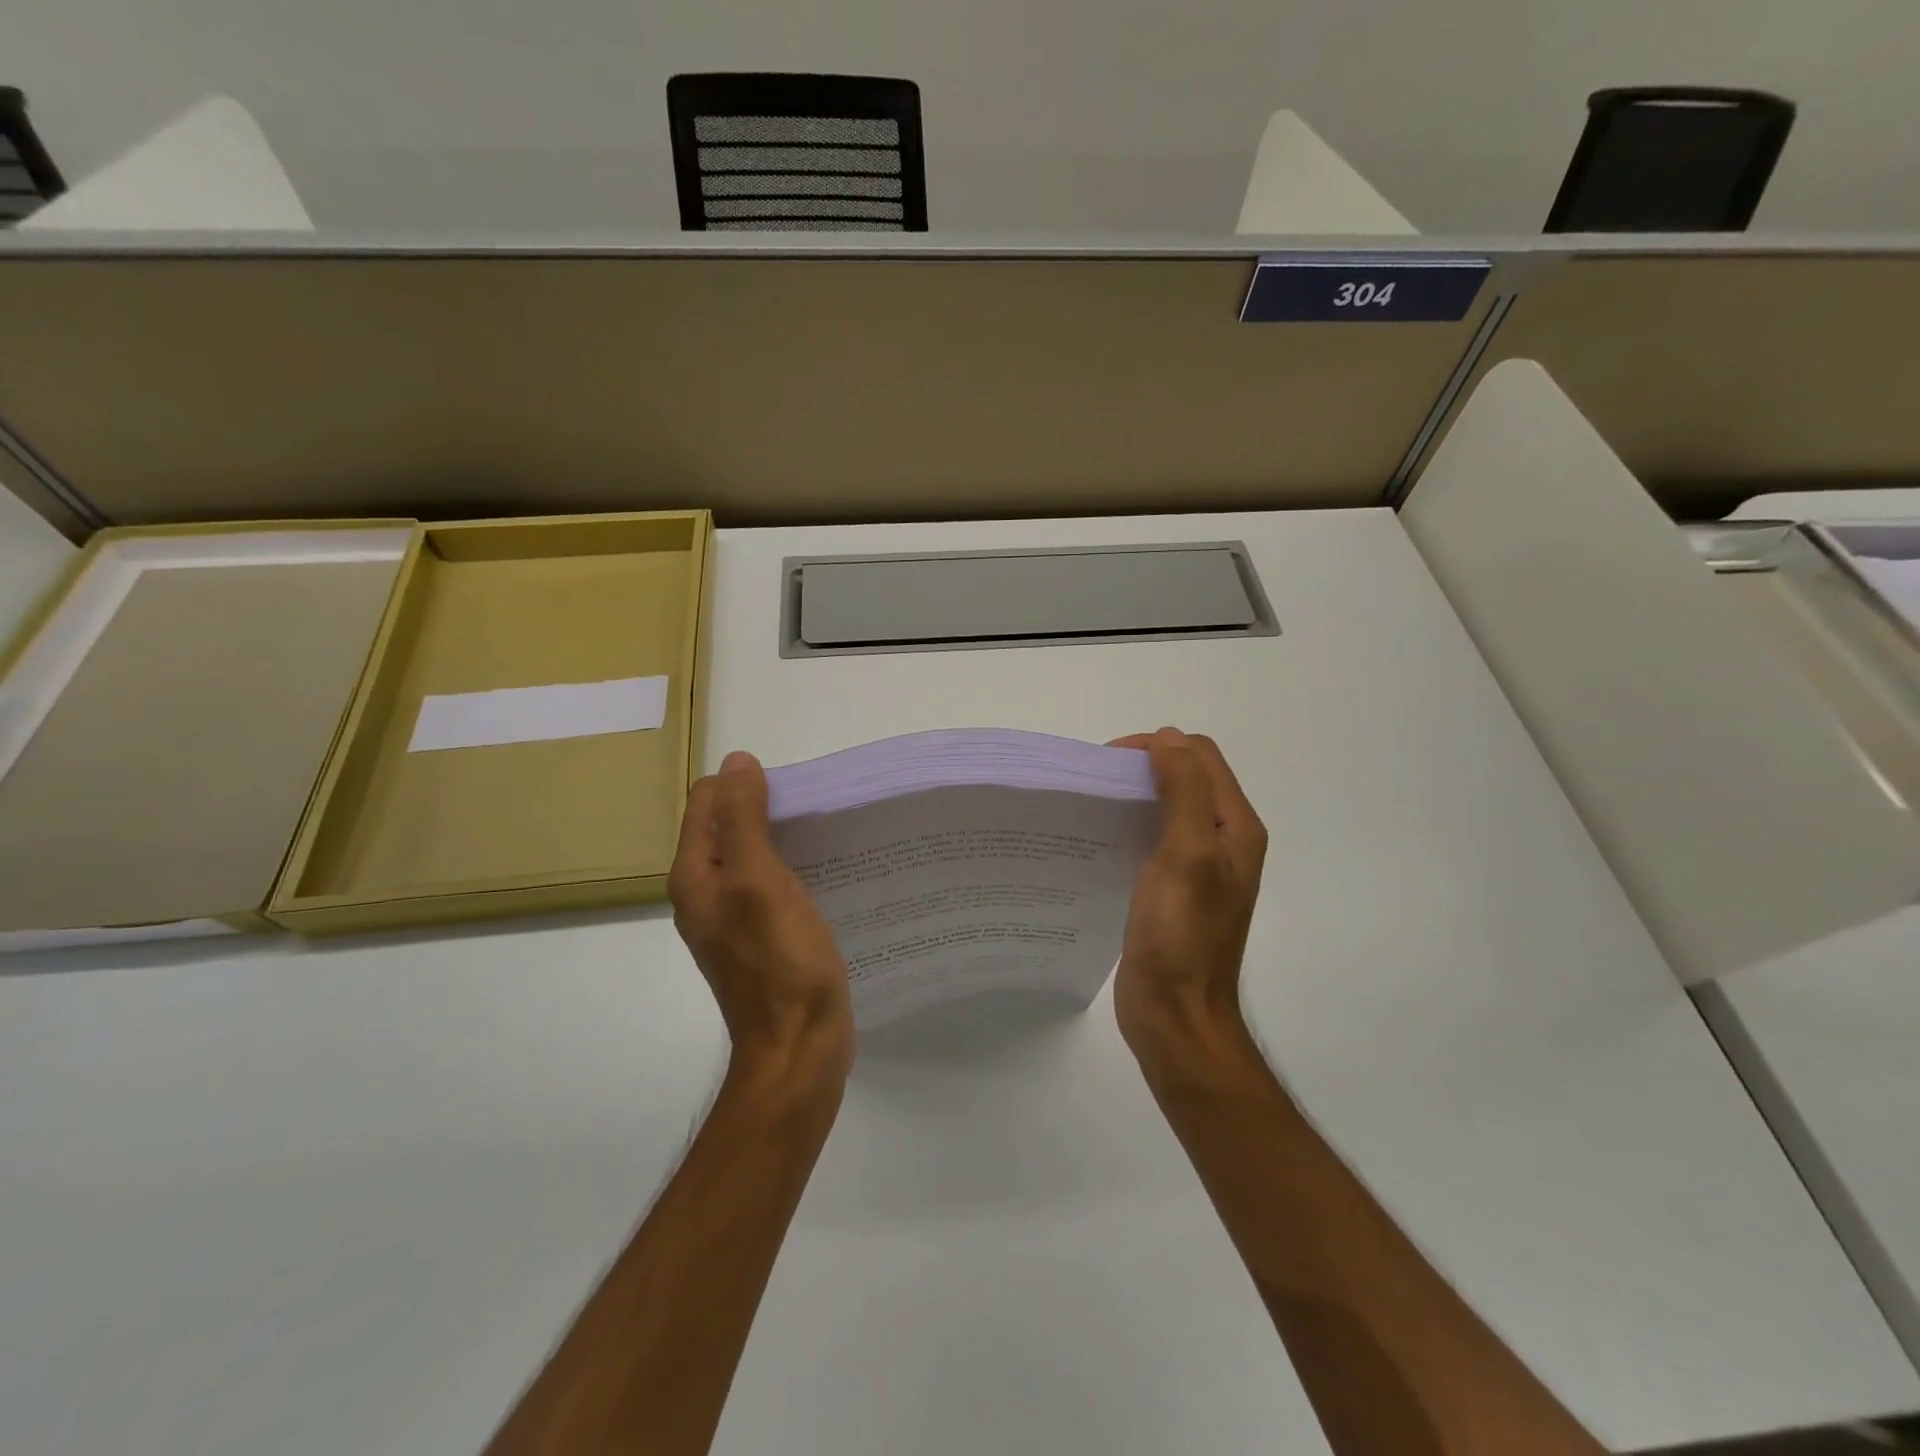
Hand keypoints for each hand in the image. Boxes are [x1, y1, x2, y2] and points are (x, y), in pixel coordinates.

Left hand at [669, 751, 854, 1086]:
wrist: (799, 1049)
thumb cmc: (781, 964)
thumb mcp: (760, 881)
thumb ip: (743, 820)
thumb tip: (736, 761)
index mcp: (695, 876)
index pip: (707, 802)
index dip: (745, 785)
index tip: (792, 793)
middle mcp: (706, 893)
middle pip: (729, 826)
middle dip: (766, 807)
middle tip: (814, 812)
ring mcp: (734, 918)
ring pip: (753, 855)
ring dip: (782, 838)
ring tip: (825, 836)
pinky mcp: (763, 937)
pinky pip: (772, 884)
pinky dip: (793, 868)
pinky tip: (825, 874)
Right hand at [1108, 728, 1267, 1068]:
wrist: (1175, 1015)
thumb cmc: (1182, 935)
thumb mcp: (1187, 854)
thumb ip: (1184, 791)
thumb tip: (1168, 738)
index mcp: (1235, 828)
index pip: (1200, 757)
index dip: (1157, 746)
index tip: (1109, 762)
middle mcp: (1223, 841)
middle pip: (1186, 778)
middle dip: (1143, 767)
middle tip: (1097, 781)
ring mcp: (1199, 868)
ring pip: (1168, 807)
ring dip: (1135, 795)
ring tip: (1094, 805)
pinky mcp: (1173, 890)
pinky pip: (1153, 840)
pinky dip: (1129, 826)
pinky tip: (1101, 839)